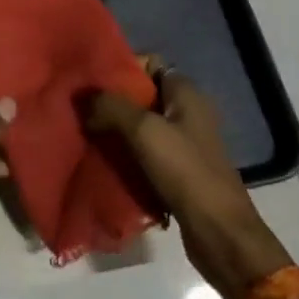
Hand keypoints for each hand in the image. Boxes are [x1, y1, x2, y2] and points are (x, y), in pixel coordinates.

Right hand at [87, 58, 289, 298]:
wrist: (219, 234)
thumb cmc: (185, 172)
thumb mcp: (143, 131)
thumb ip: (110, 106)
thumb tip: (82, 96)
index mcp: (186, 94)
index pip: (149, 64)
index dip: (119, 67)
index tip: (89, 80)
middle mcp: (187, 113)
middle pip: (140, 95)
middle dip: (110, 101)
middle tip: (79, 108)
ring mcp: (184, 144)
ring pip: (139, 126)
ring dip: (113, 129)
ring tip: (83, 132)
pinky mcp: (177, 171)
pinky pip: (143, 153)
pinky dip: (123, 154)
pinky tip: (101, 158)